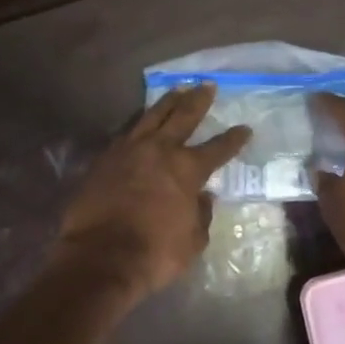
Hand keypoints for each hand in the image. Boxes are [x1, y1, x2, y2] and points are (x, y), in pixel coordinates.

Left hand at [56, 84, 250, 300]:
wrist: (100, 257)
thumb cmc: (154, 253)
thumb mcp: (193, 241)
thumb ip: (201, 214)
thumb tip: (203, 197)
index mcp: (187, 169)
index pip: (218, 148)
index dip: (234, 139)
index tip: (244, 128)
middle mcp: (160, 150)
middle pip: (183, 116)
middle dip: (198, 100)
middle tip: (207, 85)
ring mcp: (129, 150)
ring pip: (152, 115)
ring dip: (167, 102)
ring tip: (177, 90)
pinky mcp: (104, 158)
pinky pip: (127, 132)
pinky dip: (139, 123)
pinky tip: (141, 121)